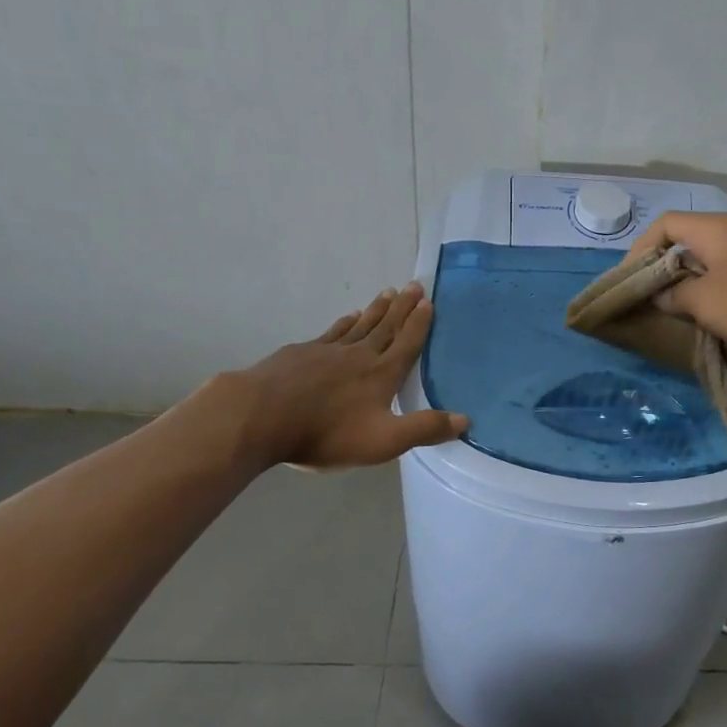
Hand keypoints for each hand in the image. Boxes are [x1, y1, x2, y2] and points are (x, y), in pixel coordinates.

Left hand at [229, 282, 466, 469]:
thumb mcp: (384, 441)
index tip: (428, 301)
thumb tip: (466, 420)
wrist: (261, 416)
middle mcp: (359, 355)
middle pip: (386, 326)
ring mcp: (328, 351)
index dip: (419, 323)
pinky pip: (332, 332)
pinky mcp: (301, 353)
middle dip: (402, 307)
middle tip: (413, 285)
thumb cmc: (327, 432)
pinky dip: (345, 322)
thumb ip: (424, 429)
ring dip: (376, 309)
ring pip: (360, 325)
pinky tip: (347, 317)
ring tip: (387, 293)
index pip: (407, 343)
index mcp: (382, 374)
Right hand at [626, 212, 726, 365]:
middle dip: (662, 267)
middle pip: (685, 240)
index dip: (640, 250)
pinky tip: (709, 314)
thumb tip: (662, 295)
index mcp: (714, 228)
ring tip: (674, 309)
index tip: (630, 281)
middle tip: (648, 296)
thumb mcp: (703, 302)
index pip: (664, 225)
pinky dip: (711, 288)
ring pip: (708, 259)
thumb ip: (673, 296)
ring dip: (687, 281)